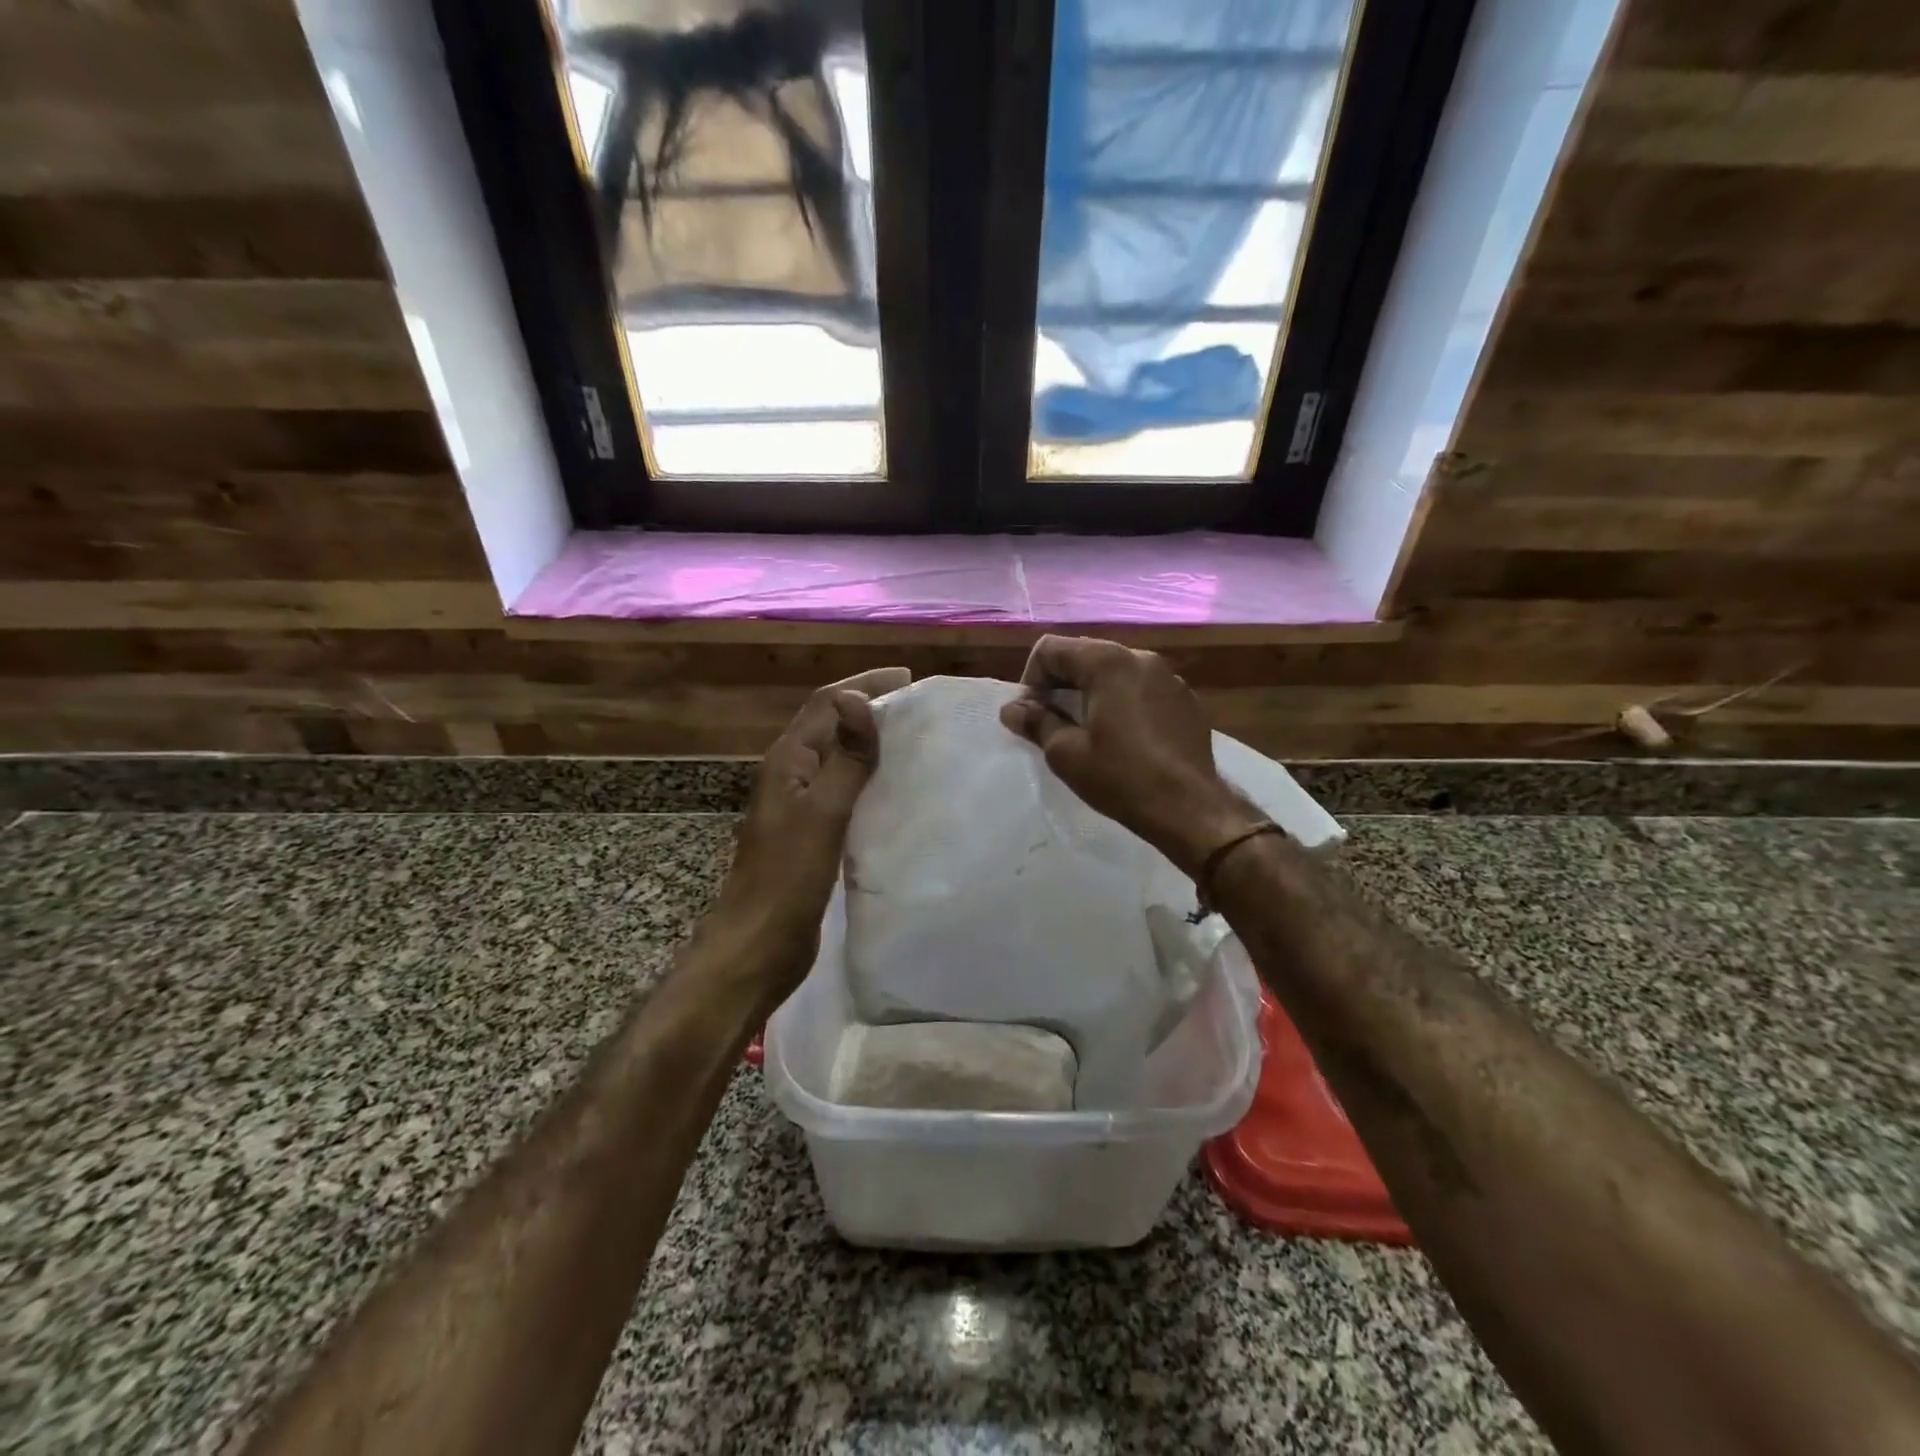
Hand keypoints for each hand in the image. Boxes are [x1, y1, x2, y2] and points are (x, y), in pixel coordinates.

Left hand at [712, 666, 911, 994]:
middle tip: (918, 708)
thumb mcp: (823, 813)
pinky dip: (870, 780)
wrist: (759, 946)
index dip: (864, 685)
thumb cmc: (788, 878)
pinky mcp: (813, 834)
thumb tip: (857, 697)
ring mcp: (801, 806)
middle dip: (869, 709)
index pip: (826, 704)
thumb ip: (844, 758)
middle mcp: (792, 776)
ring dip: (871, 744)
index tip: (908, 679)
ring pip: (839, 760)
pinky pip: (845, 792)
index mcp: (788, 762)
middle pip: (831, 726)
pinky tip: (897, 790)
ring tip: (915, 741)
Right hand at [1000, 636, 1257, 877]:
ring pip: (1115, 672)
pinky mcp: (1186, 700)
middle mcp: (1141, 658)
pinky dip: (1122, 703)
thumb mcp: (1066, 753)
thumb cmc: (1121, 778)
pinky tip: (1123, 738)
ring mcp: (1169, 677)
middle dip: (1060, 684)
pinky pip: (1141, 689)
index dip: (1031, 679)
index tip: (1031, 715)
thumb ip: (1036, 722)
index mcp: (1107, 663)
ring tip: (1086, 731)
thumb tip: (1012, 709)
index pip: (1051, 648)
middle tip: (1051, 722)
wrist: (1190, 809)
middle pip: (1084, 654)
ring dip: (1091, 693)